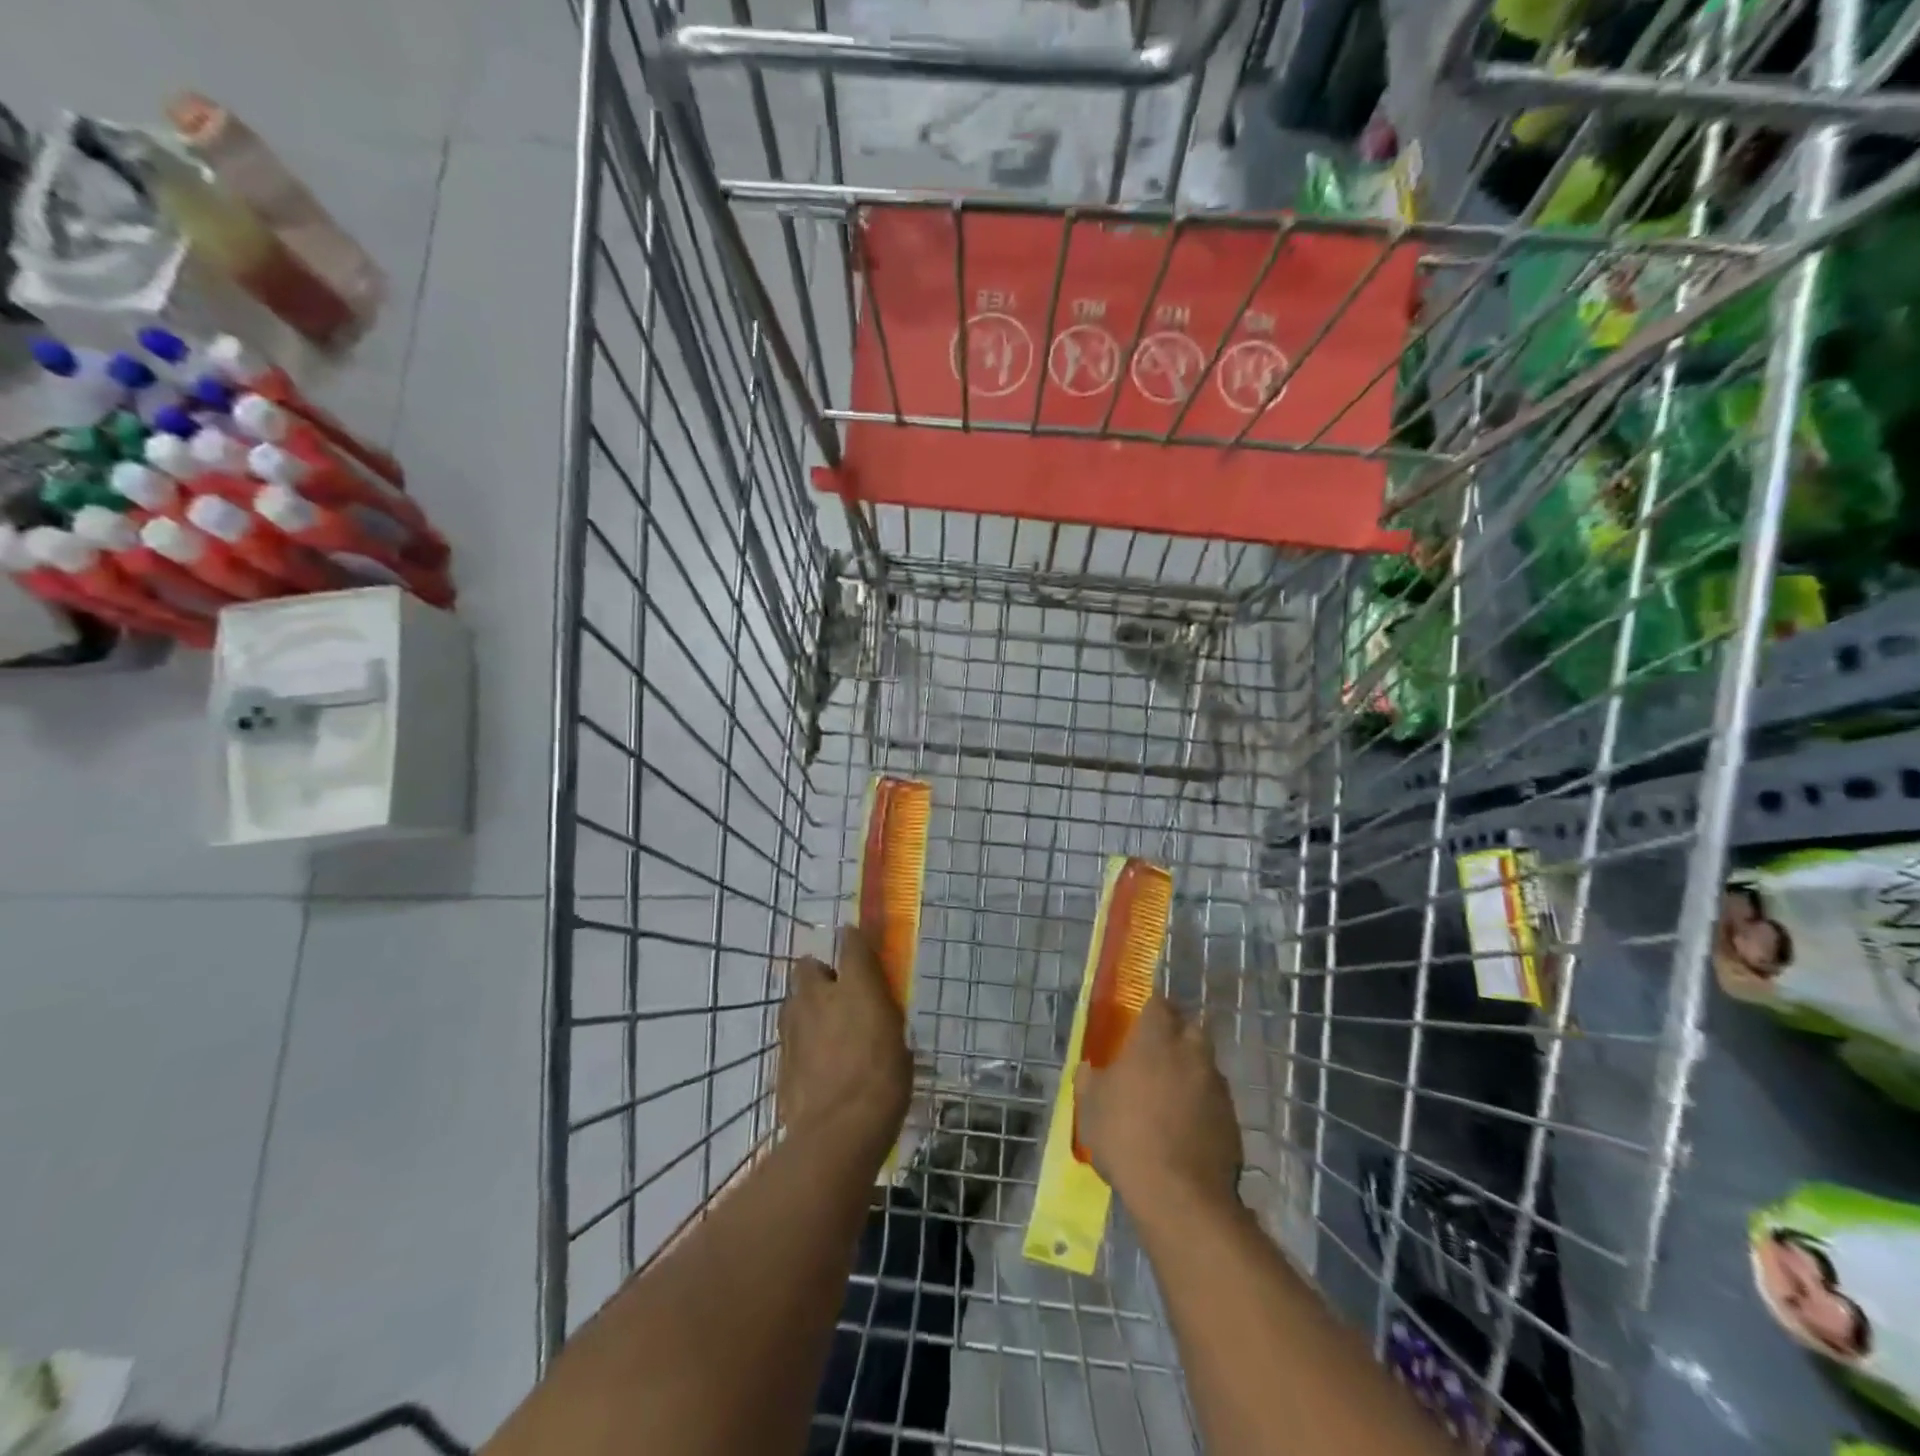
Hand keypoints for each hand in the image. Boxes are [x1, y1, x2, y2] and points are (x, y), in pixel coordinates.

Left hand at [777, 926, 911, 1163]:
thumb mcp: (898, 1042)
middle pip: (809, 966)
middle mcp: (819, 995)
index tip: (858, 943)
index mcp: (855, 986)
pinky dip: (802, 1038)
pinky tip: (816, 1060)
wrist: (837, 1132)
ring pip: (795, 998)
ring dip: (808, 1004)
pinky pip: (791, 1033)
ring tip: (826, 1029)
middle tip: (839, 993)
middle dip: (821, 973)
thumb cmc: (883, 1082)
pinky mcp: (780, 1055)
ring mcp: (794, 1024)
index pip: (851, 942)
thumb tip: (878, 1010)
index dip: (854, 939)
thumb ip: (883, 1016)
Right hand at [1075, 995, 1240, 1220]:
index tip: (1140, 1019)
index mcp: (1156, 1039)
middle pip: (1190, 1027)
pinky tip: (1186, 1124)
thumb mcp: (1090, 1106)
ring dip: (1190, 1069)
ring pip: (1204, 1063)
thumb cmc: (1125, 1137)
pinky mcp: (1232, 1118)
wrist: (1178, 1195)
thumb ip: (1089, 1079)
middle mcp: (1191, 1052)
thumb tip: (1089, 1067)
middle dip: (1176, 1033)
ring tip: (1171, 1093)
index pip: (1159, 1003)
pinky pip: (1214, 1098)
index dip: (1151, 1008)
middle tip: (1156, 1053)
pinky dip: (1202, 1102)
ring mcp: (1216, 1085)